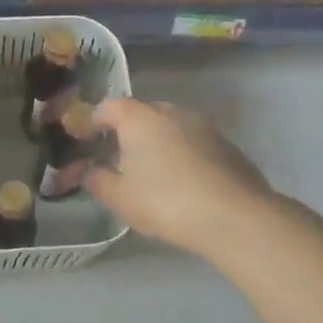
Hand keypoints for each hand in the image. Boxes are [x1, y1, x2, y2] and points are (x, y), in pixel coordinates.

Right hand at [86, 97, 274, 257]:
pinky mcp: (227, 144)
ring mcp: (204, 126)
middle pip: (143, 112)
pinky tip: (184, 182)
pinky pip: (194, 142)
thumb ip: (99, 181)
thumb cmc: (165, 202)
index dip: (95, 120)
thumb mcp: (120, 198)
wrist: (234, 216)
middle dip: (128, 131)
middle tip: (120, 159)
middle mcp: (172, 112)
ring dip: (159, 142)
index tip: (89, 138)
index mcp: (140, 118)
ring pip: (171, 127)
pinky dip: (183, 154)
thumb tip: (93, 172)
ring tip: (153, 172)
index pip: (110, 106)